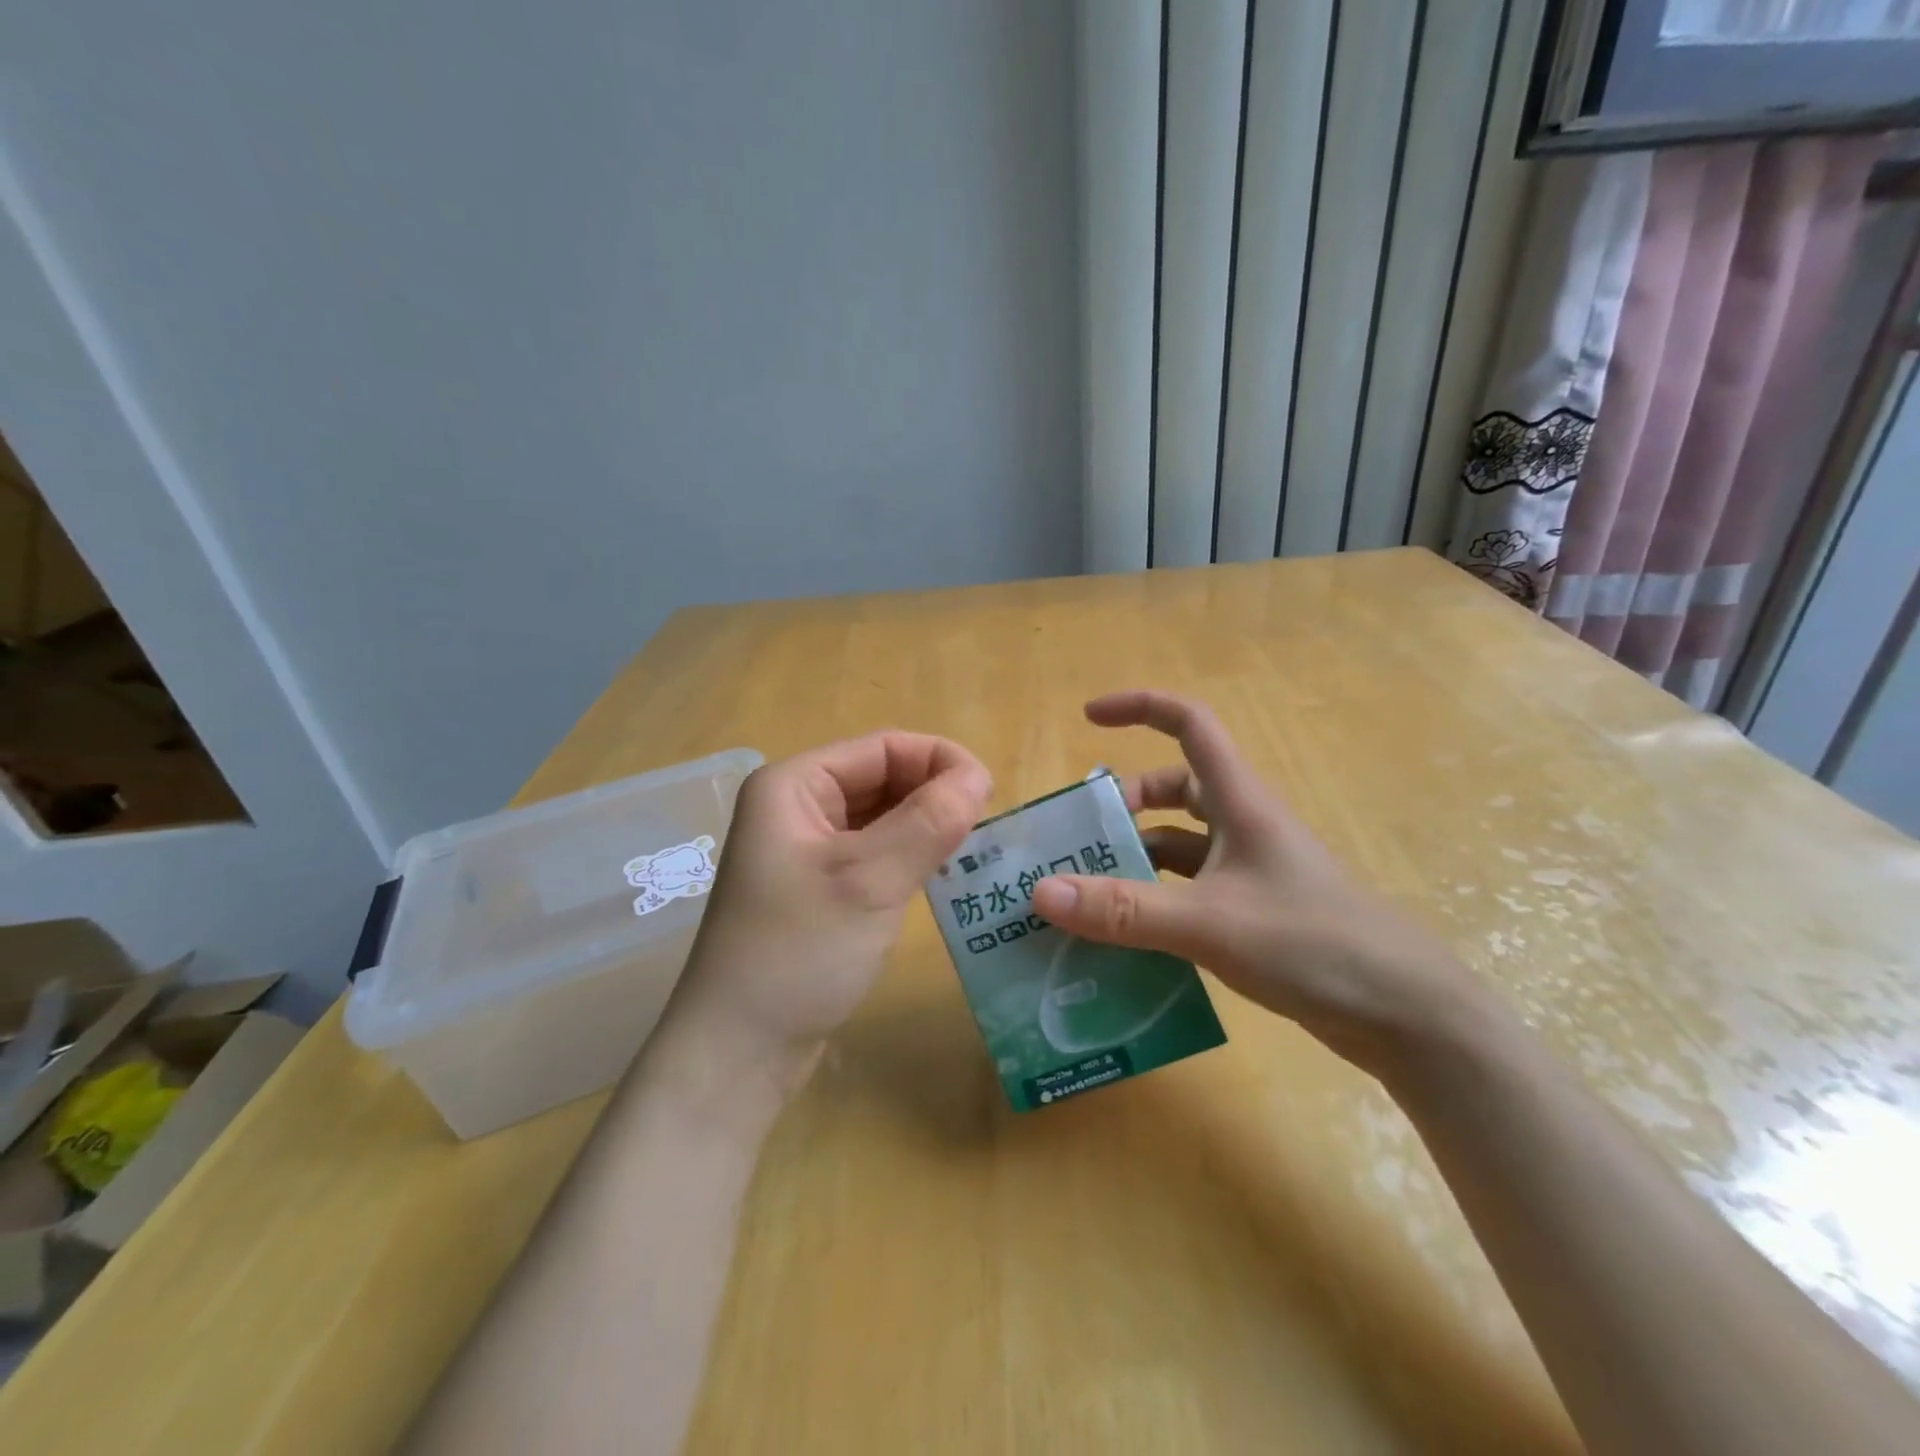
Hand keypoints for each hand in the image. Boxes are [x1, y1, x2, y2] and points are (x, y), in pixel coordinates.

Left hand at [651, 732, 991, 1109]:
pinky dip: (908, 856)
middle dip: (934, 793)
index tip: (991, 795)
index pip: (883, 748)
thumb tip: (978, 777)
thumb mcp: (870, 880)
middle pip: (881, 778)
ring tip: (972, 849)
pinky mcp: (818, 888)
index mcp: (794, 786)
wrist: (739, 1052)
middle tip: (987, 827)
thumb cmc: (799, 953)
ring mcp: (805, 850)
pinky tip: (940, 875)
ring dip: (926, 826)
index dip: (940, 761)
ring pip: (881, 817)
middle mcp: (796, 807)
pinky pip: (873, 853)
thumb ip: (929, 821)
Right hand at [1030, 691, 1479, 1072]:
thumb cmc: (1313, 943)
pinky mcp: (1253, 913)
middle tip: (1075, 841)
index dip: (1139, 707)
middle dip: (1123, 807)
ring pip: (1177, 847)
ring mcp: (1249, 871)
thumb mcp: (1208, 923)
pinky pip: (1188, 893)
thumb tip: (1041, 892)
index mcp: (1239, 802)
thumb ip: (1124, 910)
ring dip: (1134, 862)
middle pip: (1172, 792)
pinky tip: (1124, 939)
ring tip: (1084, 894)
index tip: (1088, 717)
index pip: (1189, 723)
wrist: (1405, 1015)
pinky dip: (1154, 904)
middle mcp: (1242, 826)